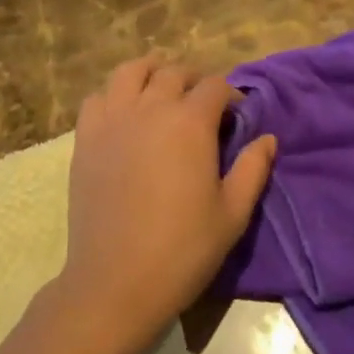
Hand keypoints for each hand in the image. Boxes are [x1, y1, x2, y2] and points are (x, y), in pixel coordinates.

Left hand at [60, 57, 275, 351]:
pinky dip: (114, 94)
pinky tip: (124, 112)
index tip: (236, 115)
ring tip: (161, 89)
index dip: (230, 95)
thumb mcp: (233, 213)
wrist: (116, 281)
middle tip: (202, 106)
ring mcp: (112, 120)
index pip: (215, 86)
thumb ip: (253, 169)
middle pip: (173, 72)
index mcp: (190, 123)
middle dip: (194, 81)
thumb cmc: (183, 249)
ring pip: (130, 72)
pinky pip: (96, 97)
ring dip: (151, 72)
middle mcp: (150, 109)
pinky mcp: (85, 138)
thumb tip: (267, 138)